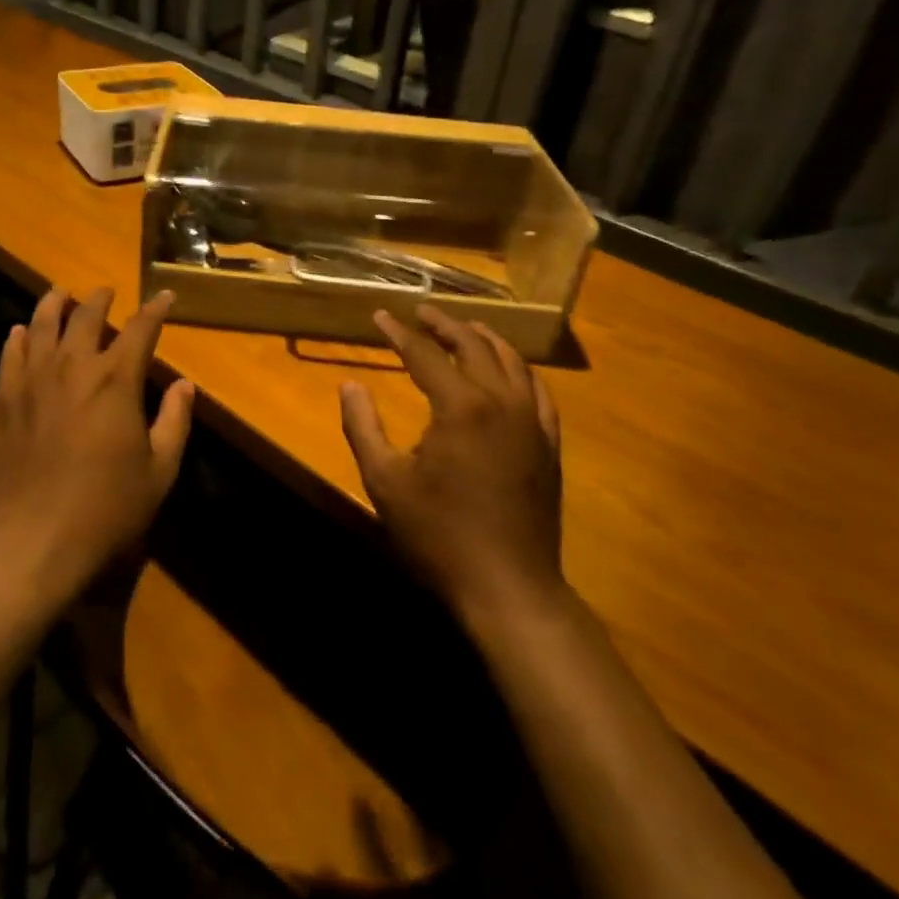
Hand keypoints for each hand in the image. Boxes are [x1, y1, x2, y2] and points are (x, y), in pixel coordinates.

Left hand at [0, 287, 194, 595]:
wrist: (32, 538)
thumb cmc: (106, 508)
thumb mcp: (159, 471)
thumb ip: (174, 422)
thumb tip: (185, 386)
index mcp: (116, 380)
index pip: (141, 329)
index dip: (155, 309)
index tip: (165, 296)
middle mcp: (74, 367)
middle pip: (86, 316)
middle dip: (99, 299)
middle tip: (105, 291)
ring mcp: (33, 380)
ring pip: (42, 325)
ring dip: (54, 304)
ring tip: (60, 292)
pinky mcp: (4, 399)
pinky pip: (10, 355)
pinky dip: (18, 337)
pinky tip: (20, 332)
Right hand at [339, 304, 563, 628]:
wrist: (508, 587)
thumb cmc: (439, 535)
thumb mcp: (384, 481)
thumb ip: (362, 426)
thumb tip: (349, 385)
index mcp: (460, 407)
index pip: (425, 353)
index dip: (399, 332)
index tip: (380, 316)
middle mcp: (501, 402)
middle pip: (474, 345)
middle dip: (445, 324)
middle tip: (421, 311)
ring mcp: (531, 422)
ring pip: (511, 361)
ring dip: (484, 338)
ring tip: (464, 328)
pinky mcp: (548, 444)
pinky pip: (538, 391)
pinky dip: (520, 370)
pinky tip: (510, 370)